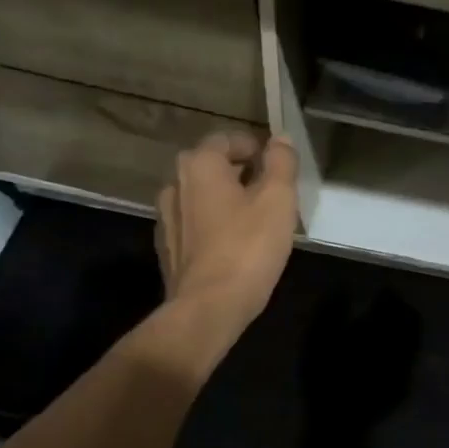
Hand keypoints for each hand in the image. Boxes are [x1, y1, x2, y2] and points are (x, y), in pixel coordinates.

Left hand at [155, 131, 298, 339]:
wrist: (207, 308)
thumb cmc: (247, 247)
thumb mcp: (278, 199)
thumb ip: (281, 162)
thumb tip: (281, 139)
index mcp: (200, 164)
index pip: (227, 139)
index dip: (255, 148)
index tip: (277, 166)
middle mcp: (175, 183)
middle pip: (212, 166)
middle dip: (241, 173)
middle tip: (271, 192)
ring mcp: (166, 217)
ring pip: (202, 195)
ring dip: (226, 199)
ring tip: (255, 219)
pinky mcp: (167, 247)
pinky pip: (195, 222)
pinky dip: (213, 224)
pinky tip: (234, 244)